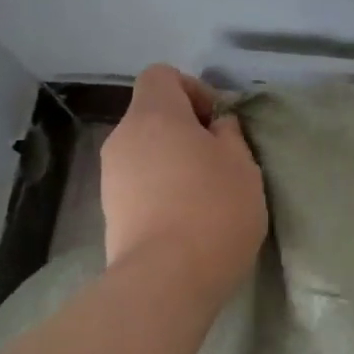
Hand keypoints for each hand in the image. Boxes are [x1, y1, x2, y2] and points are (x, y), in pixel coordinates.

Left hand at [100, 66, 266, 296]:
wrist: (166, 279)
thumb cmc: (214, 208)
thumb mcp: (242, 164)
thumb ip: (229, 135)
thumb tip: (216, 127)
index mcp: (154, 115)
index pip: (161, 75)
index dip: (193, 88)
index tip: (218, 121)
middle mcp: (123, 138)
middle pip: (153, 115)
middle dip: (186, 129)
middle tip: (220, 159)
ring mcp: (111, 177)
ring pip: (146, 151)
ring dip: (174, 161)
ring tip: (205, 193)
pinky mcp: (110, 212)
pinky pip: (139, 183)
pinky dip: (161, 189)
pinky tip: (187, 217)